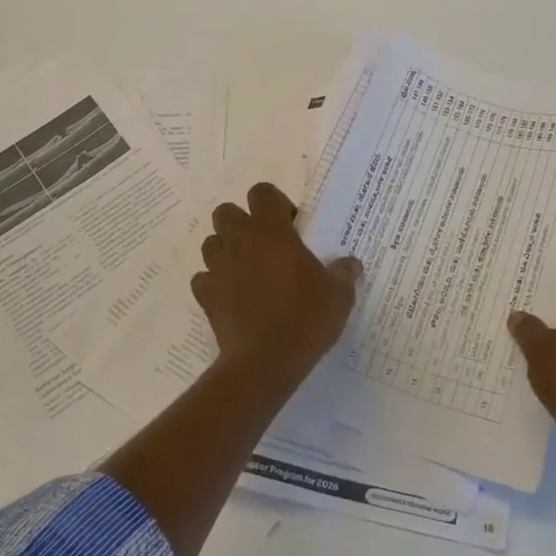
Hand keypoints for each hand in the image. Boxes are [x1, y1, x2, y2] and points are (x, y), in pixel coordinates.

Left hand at [191, 181, 362, 385]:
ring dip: (227, 250)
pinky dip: (215, 282)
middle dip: (242, 222)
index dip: (276, 203)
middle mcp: (240, 242)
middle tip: (267, 245)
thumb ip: (343, 273)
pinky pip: (204, 278)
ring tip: (250, 271)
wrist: (265, 362)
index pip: (262, 192)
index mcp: (271, 231)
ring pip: (212, 243)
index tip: (293, 225)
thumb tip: (351, 264)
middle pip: (226, 212)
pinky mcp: (206, 296)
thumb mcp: (339, 295)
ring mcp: (218, 269)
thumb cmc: (305, 318)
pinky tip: (233, 297)